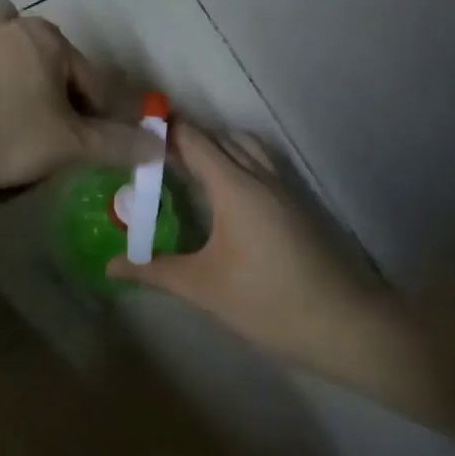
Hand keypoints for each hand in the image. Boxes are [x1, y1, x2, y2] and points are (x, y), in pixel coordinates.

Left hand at [0, 1, 159, 187]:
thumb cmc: (5, 130)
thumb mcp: (68, 144)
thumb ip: (115, 144)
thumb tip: (158, 146)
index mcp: (52, 39)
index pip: (93, 84)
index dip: (100, 120)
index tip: (91, 151)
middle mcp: (17, 26)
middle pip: (55, 69)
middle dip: (60, 104)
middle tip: (52, 143)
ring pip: (17, 63)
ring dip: (25, 87)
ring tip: (19, 126)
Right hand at [106, 124, 383, 363]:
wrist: (345, 325)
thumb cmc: (267, 302)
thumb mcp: (202, 288)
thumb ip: (153, 270)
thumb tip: (109, 265)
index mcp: (234, 186)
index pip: (193, 139)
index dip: (164, 130)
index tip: (132, 133)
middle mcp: (258, 175)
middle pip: (218, 138)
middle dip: (184, 139)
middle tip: (150, 158)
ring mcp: (283, 188)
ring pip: (245, 147)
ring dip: (215, 147)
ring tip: (186, 170)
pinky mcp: (296, 204)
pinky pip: (260, 163)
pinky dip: (236, 161)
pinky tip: (223, 194)